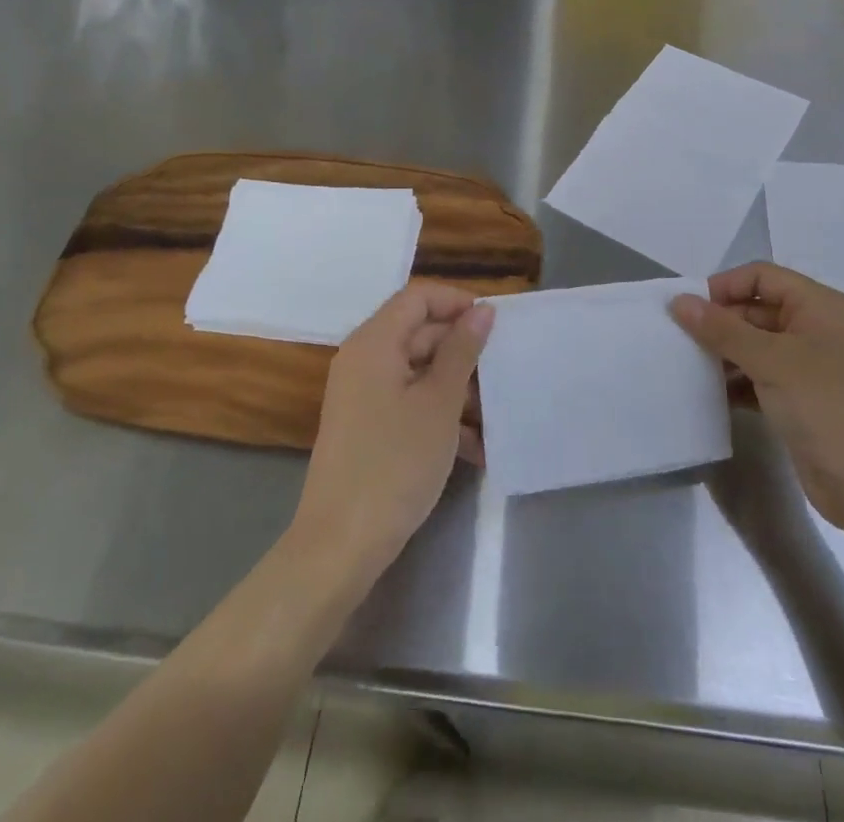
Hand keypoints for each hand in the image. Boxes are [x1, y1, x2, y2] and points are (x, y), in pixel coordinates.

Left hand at [290, 282, 493, 588]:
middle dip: (464, 352)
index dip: (457, 303)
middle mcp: (364, 360)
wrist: (340, 546)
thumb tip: (482, 311)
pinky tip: (476, 448)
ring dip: (458, 389)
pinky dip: (441, 416)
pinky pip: (410, 403)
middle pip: (420, 333)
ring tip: (496, 417)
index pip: (418, 297)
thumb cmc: (394, 464)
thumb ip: (462, 351)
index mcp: (374, 343)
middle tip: (503, 374)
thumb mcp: (439, 403)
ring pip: (420, 372)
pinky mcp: (369, 427)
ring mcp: (364, 396)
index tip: (495, 326)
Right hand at [671, 262, 843, 534]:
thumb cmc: (826, 405)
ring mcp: (808, 367)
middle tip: (679, 337)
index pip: (762, 277)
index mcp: (817, 306)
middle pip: (756, 310)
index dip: (724, 285)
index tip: (688, 307)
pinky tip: (707, 393)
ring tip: (686, 364)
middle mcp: (814, 329)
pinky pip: (759, 378)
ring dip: (723, 353)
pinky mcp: (799, 401)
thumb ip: (722, 329)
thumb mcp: (771, 360)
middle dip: (719, 321)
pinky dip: (735, 382)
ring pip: (755, 346)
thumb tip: (679, 301)